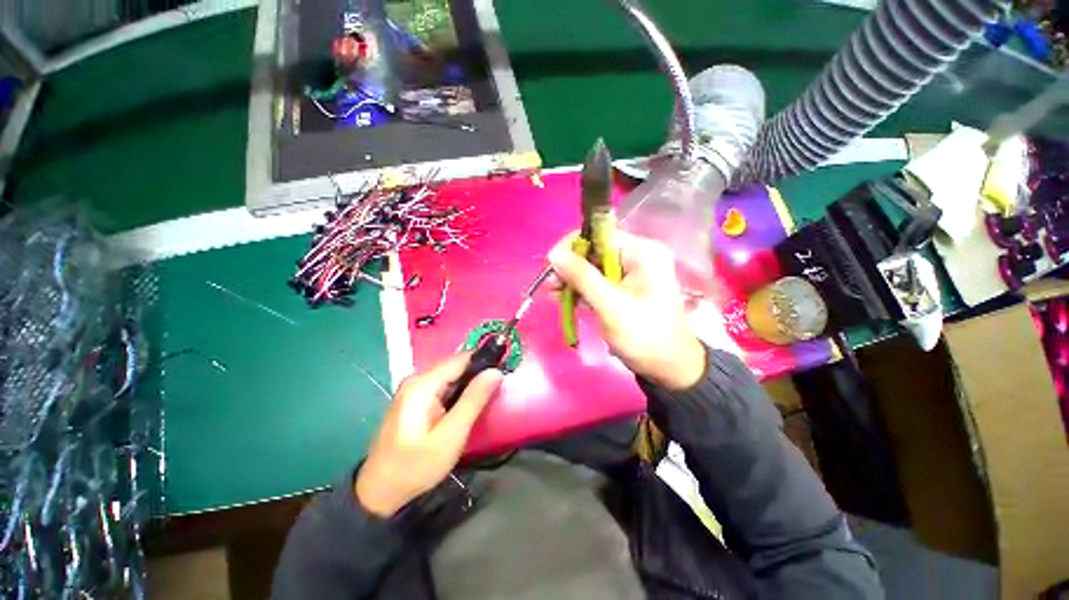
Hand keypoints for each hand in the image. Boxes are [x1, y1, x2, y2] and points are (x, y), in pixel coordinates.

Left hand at [354, 354, 502, 517]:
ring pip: (450, 376)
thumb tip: (495, 372)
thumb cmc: (416, 466)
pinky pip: (442, 386)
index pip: (462, 358)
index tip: (504, 372)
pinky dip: (457, 392)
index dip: (484, 362)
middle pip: (456, 365)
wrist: (379, 492)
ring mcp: (413, 389)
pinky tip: (465, 407)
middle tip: (496, 391)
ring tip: (485, 399)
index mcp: (423, 383)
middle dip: (477, 374)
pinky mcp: (414, 399)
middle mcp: (417, 379)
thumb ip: (474, 400)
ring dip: (469, 384)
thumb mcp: (451, 435)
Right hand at [549, 232, 705, 390]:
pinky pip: (599, 281)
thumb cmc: (643, 335)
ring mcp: (632, 272)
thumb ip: (582, 277)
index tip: (552, 265)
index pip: (600, 234)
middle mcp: (638, 255)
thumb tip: (554, 253)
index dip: (573, 245)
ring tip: (553, 293)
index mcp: (643, 251)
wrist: (669, 367)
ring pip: (594, 266)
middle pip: (595, 250)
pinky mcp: (625, 288)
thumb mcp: (610, 305)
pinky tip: (565, 297)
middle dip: (570, 266)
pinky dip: (582, 289)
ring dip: (572, 279)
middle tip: (550, 285)